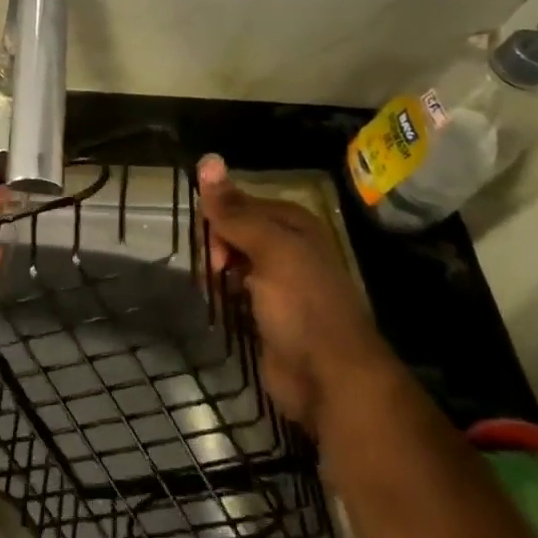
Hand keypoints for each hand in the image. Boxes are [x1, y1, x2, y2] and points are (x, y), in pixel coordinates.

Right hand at [196, 154, 390, 433]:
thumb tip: (207, 158)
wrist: (330, 379)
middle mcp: (288, 247)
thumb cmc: (302, 305)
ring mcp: (279, 283)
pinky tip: (219, 303)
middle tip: (214, 270)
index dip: (217, 218)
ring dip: (217, 270)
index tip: (208, 244)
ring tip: (212, 289)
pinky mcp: (269, 314)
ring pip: (233, 261)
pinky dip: (224, 294)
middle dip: (216, 245)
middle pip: (234, 231)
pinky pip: (236, 291)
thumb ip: (234, 210)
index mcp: (293, 224)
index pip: (239, 202)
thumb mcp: (269, 249)